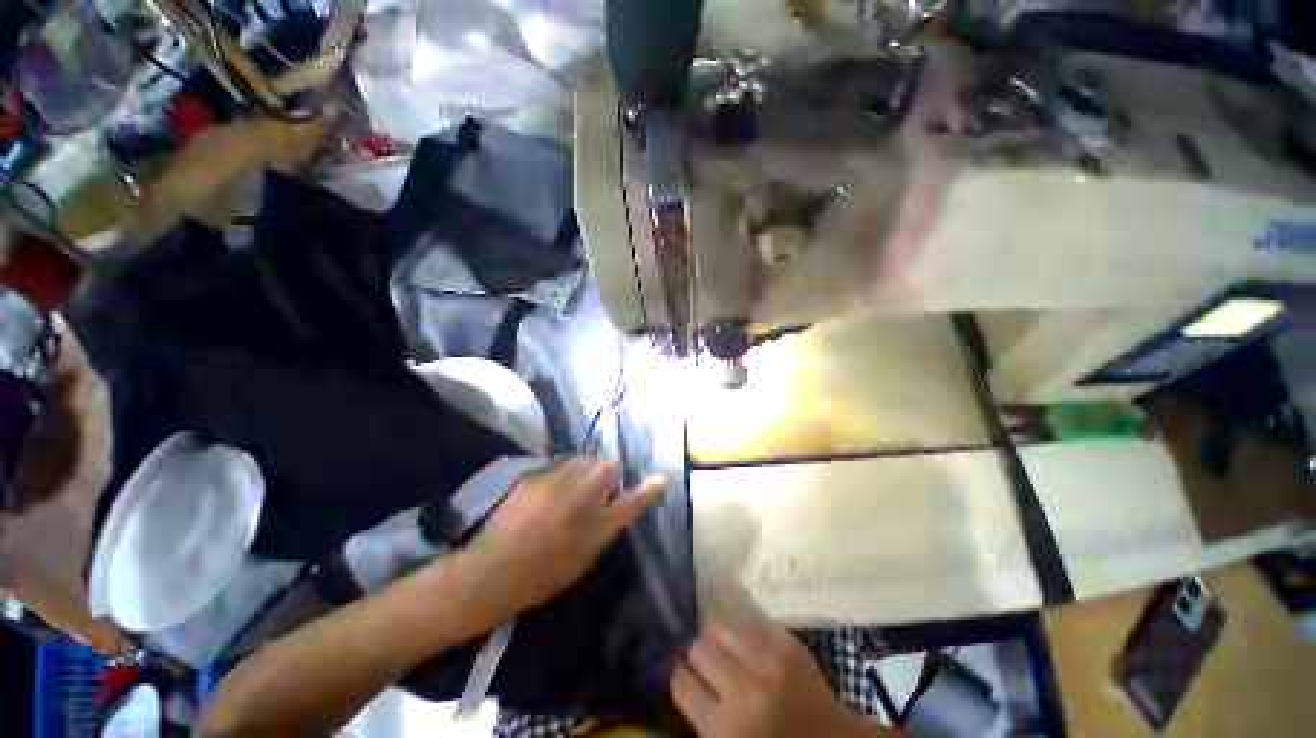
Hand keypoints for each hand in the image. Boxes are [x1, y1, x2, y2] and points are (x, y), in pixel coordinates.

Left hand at [462, 458, 664, 619]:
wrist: (489, 573)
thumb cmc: (541, 575)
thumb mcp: (581, 559)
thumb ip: (605, 528)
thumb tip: (618, 506)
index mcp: (594, 526)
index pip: (631, 501)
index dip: (647, 490)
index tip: (660, 480)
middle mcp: (579, 498)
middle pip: (607, 465)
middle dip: (608, 472)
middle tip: (601, 489)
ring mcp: (555, 483)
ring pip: (583, 461)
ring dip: (587, 470)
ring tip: (576, 487)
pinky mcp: (535, 477)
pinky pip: (560, 467)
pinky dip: (565, 474)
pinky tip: (553, 491)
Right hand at [672, 616, 873, 737]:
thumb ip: (705, 713)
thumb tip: (683, 673)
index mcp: (725, 729)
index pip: (681, 683)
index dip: (679, 675)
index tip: (682, 672)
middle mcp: (743, 691)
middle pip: (699, 649)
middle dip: (697, 652)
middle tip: (704, 658)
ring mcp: (768, 663)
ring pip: (720, 627)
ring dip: (716, 634)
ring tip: (720, 641)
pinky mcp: (787, 644)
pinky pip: (749, 620)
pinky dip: (739, 621)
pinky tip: (736, 622)